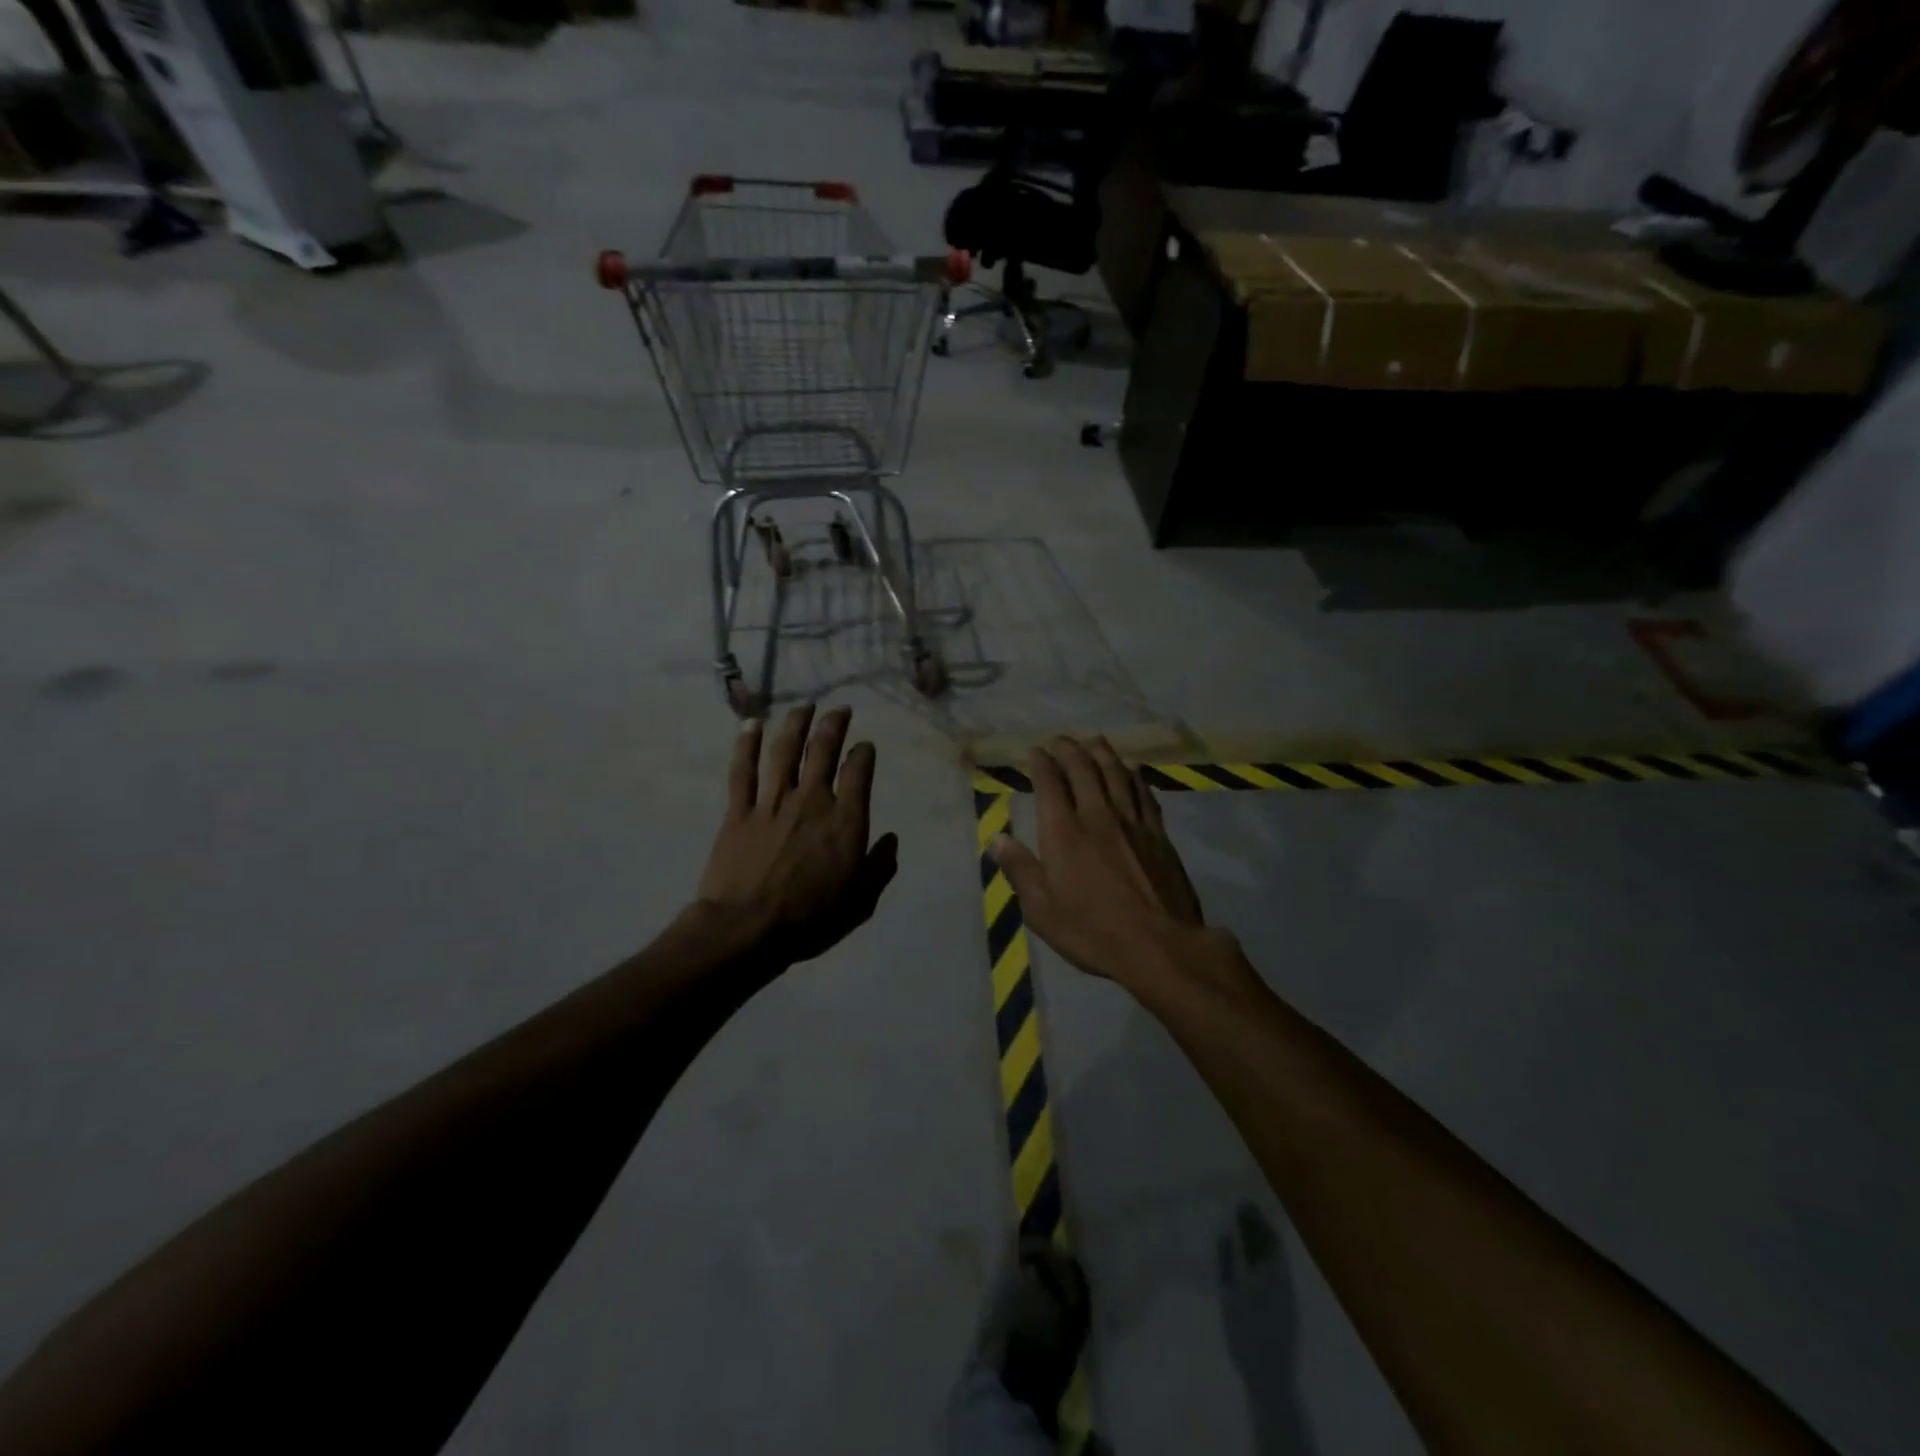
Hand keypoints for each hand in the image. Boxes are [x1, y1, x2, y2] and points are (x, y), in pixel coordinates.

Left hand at [697, 705, 898, 967]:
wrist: (747, 928)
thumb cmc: (810, 919)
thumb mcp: (860, 901)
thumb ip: (879, 867)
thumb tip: (890, 839)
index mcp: (845, 820)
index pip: (858, 772)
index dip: (864, 753)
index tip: (865, 746)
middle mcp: (811, 800)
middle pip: (823, 750)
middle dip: (834, 725)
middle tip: (840, 710)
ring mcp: (772, 802)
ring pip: (785, 751)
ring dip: (796, 724)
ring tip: (804, 707)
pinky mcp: (739, 811)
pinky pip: (743, 771)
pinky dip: (746, 745)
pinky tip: (751, 725)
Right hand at [992, 737, 1233, 989]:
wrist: (1160, 946)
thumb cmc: (1093, 932)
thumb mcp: (1042, 911)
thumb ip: (1020, 870)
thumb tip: (997, 839)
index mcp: (1064, 832)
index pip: (1050, 784)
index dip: (1042, 763)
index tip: (1036, 752)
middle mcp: (1097, 816)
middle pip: (1083, 770)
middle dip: (1069, 749)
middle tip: (1060, 740)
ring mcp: (1132, 822)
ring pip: (1116, 774)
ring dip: (1102, 753)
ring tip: (1093, 740)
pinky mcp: (1159, 834)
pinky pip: (1144, 793)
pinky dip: (1135, 776)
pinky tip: (1133, 769)